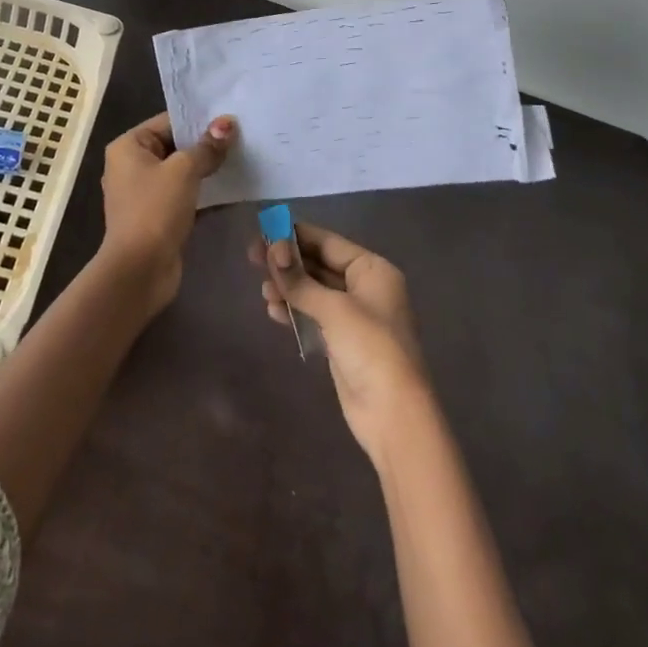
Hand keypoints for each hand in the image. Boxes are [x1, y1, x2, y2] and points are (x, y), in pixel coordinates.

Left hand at [99, 111, 233, 317]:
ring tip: (241, 158)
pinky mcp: (157, 216)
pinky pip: (183, 194)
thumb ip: (207, 147)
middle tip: (242, 137)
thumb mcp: (184, 171)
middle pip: (175, 146)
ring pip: (181, 172)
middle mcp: (132, 165)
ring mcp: (144, 193)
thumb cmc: (155, 210)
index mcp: (129, 146)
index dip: (199, 120)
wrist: (139, 271)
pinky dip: (203, 191)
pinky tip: (231, 188)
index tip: (231, 118)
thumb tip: (227, 123)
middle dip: (206, 144)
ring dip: (207, 168)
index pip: (168, 122)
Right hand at [251, 222, 432, 460]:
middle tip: (253, 257)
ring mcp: (354, 317)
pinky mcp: (342, 342)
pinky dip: (294, 311)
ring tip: (263, 290)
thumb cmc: (370, 348)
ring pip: (314, 291)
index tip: (264, 230)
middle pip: (320, 265)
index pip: (328, 242)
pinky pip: (314, 316)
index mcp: (373, 270)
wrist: (394, 416)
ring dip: (289, 288)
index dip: (296, 236)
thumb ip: (300, 281)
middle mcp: (365, 288)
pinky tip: (272, 310)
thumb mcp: (334, 309)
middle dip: (288, 262)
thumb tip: (272, 250)